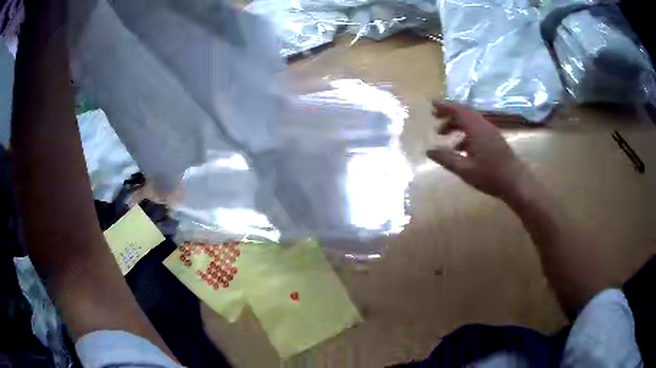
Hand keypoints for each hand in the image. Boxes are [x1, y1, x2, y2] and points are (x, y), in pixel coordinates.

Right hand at [426, 103, 534, 201]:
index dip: (444, 106)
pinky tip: (460, 148)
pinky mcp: (495, 140)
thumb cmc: (490, 176)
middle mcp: (484, 126)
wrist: (516, 183)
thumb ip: (447, 159)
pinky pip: (477, 129)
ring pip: (471, 122)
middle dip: (449, 114)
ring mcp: (491, 132)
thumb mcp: (465, 170)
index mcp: (477, 129)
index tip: (432, 105)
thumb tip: (429, 151)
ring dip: (457, 125)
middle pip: (465, 113)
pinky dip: (465, 133)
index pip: (458, 111)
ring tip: (444, 136)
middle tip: (435, 119)